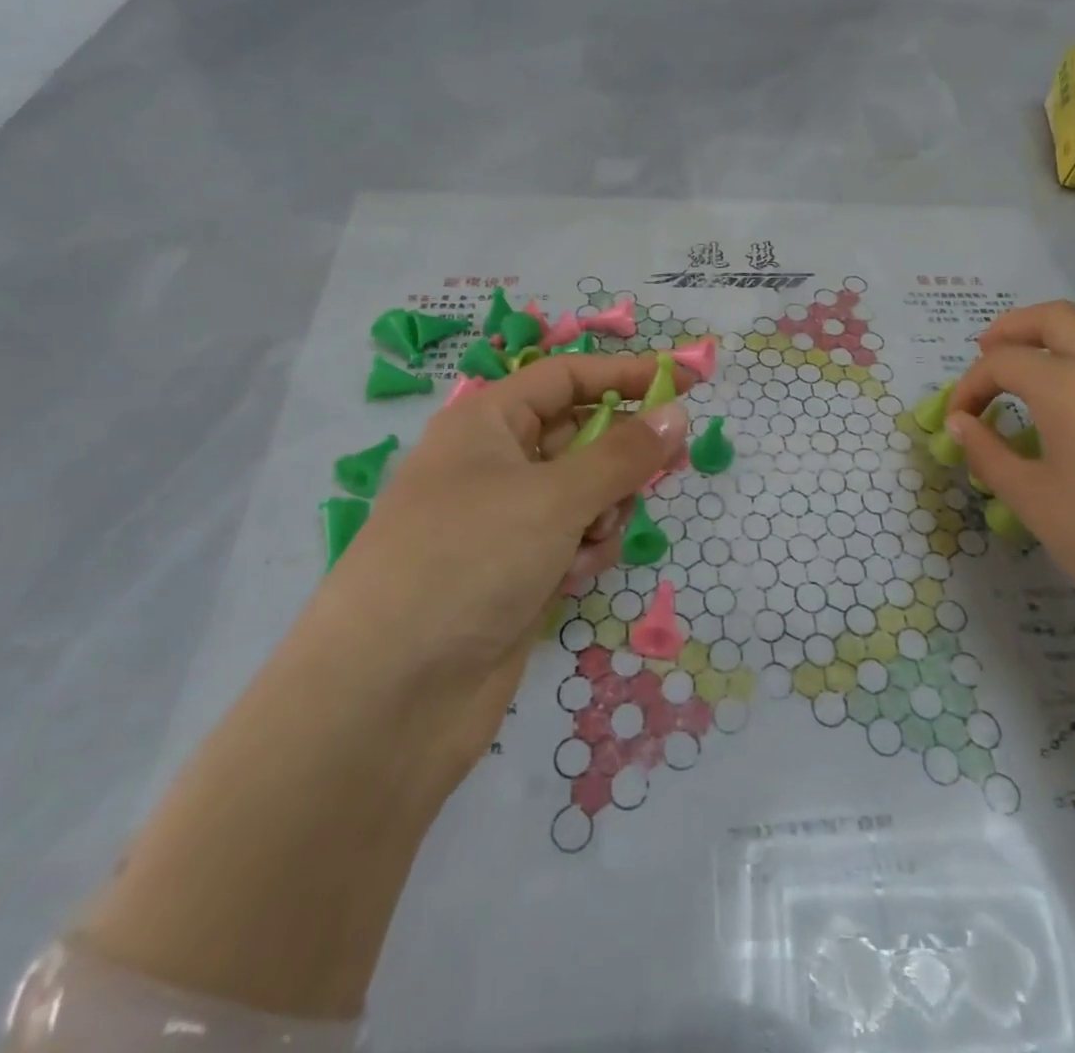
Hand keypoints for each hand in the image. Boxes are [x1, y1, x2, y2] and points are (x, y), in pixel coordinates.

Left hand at [328, 352, 688, 698]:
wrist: (389, 698)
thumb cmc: (468, 562)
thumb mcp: (554, 497)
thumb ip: (624, 454)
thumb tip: (676, 413)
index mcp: (485, 423)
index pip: (567, 378)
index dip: (626, 375)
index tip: (685, 383)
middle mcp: (493, 464)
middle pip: (580, 436)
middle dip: (620, 456)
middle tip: (665, 466)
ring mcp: (504, 522)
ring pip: (584, 493)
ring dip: (603, 511)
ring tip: (589, 541)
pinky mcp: (515, 572)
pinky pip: (572, 540)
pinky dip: (583, 553)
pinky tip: (569, 580)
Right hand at [948, 302, 1074, 636]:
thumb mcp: (1030, 498)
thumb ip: (987, 452)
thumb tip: (960, 423)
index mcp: (1068, 386)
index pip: (1003, 363)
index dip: (970, 385)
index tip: (958, 419)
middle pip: (1054, 318)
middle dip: (1012, 329)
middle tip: (986, 354)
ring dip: (1061, 327)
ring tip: (1038, 356)